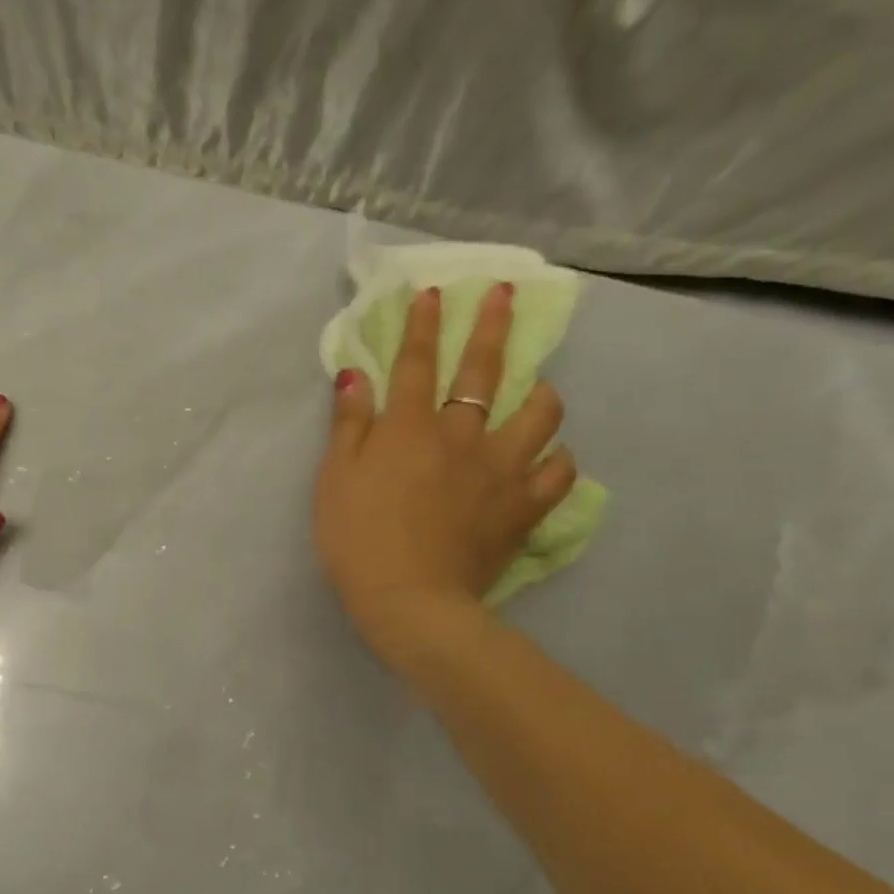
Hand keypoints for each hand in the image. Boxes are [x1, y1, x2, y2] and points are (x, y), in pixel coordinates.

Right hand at [315, 284, 575, 673]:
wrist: (409, 601)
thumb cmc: (358, 539)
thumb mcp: (335, 479)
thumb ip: (349, 424)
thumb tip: (355, 374)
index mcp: (409, 428)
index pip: (416, 362)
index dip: (423, 324)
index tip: (432, 292)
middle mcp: (461, 436)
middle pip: (481, 371)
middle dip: (490, 326)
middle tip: (503, 294)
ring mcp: (499, 470)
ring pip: (539, 415)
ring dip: (540, 392)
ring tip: (539, 387)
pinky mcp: (522, 507)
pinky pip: (557, 473)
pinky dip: (558, 460)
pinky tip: (551, 458)